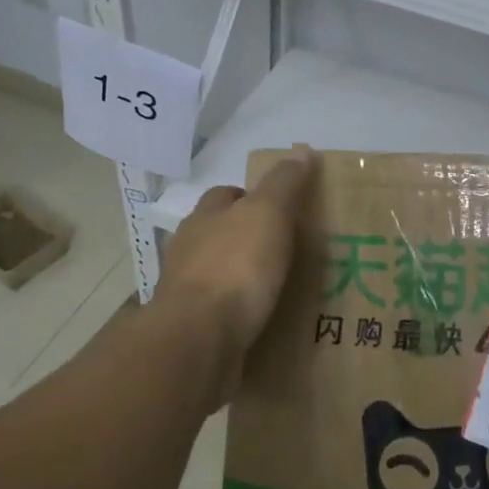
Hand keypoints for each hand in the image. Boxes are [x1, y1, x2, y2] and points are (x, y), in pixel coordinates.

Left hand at [154, 147, 315, 407]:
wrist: (199, 339)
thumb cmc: (235, 267)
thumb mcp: (268, 213)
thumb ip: (284, 183)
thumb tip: (301, 149)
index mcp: (205, 218)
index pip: (225, 195)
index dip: (250, 197)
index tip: (280, 209)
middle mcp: (189, 250)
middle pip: (218, 234)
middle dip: (244, 239)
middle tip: (285, 250)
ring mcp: (186, 293)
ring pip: (217, 276)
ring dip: (240, 279)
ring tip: (277, 290)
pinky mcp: (192, 331)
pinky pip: (219, 315)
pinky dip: (238, 315)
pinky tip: (262, 324)